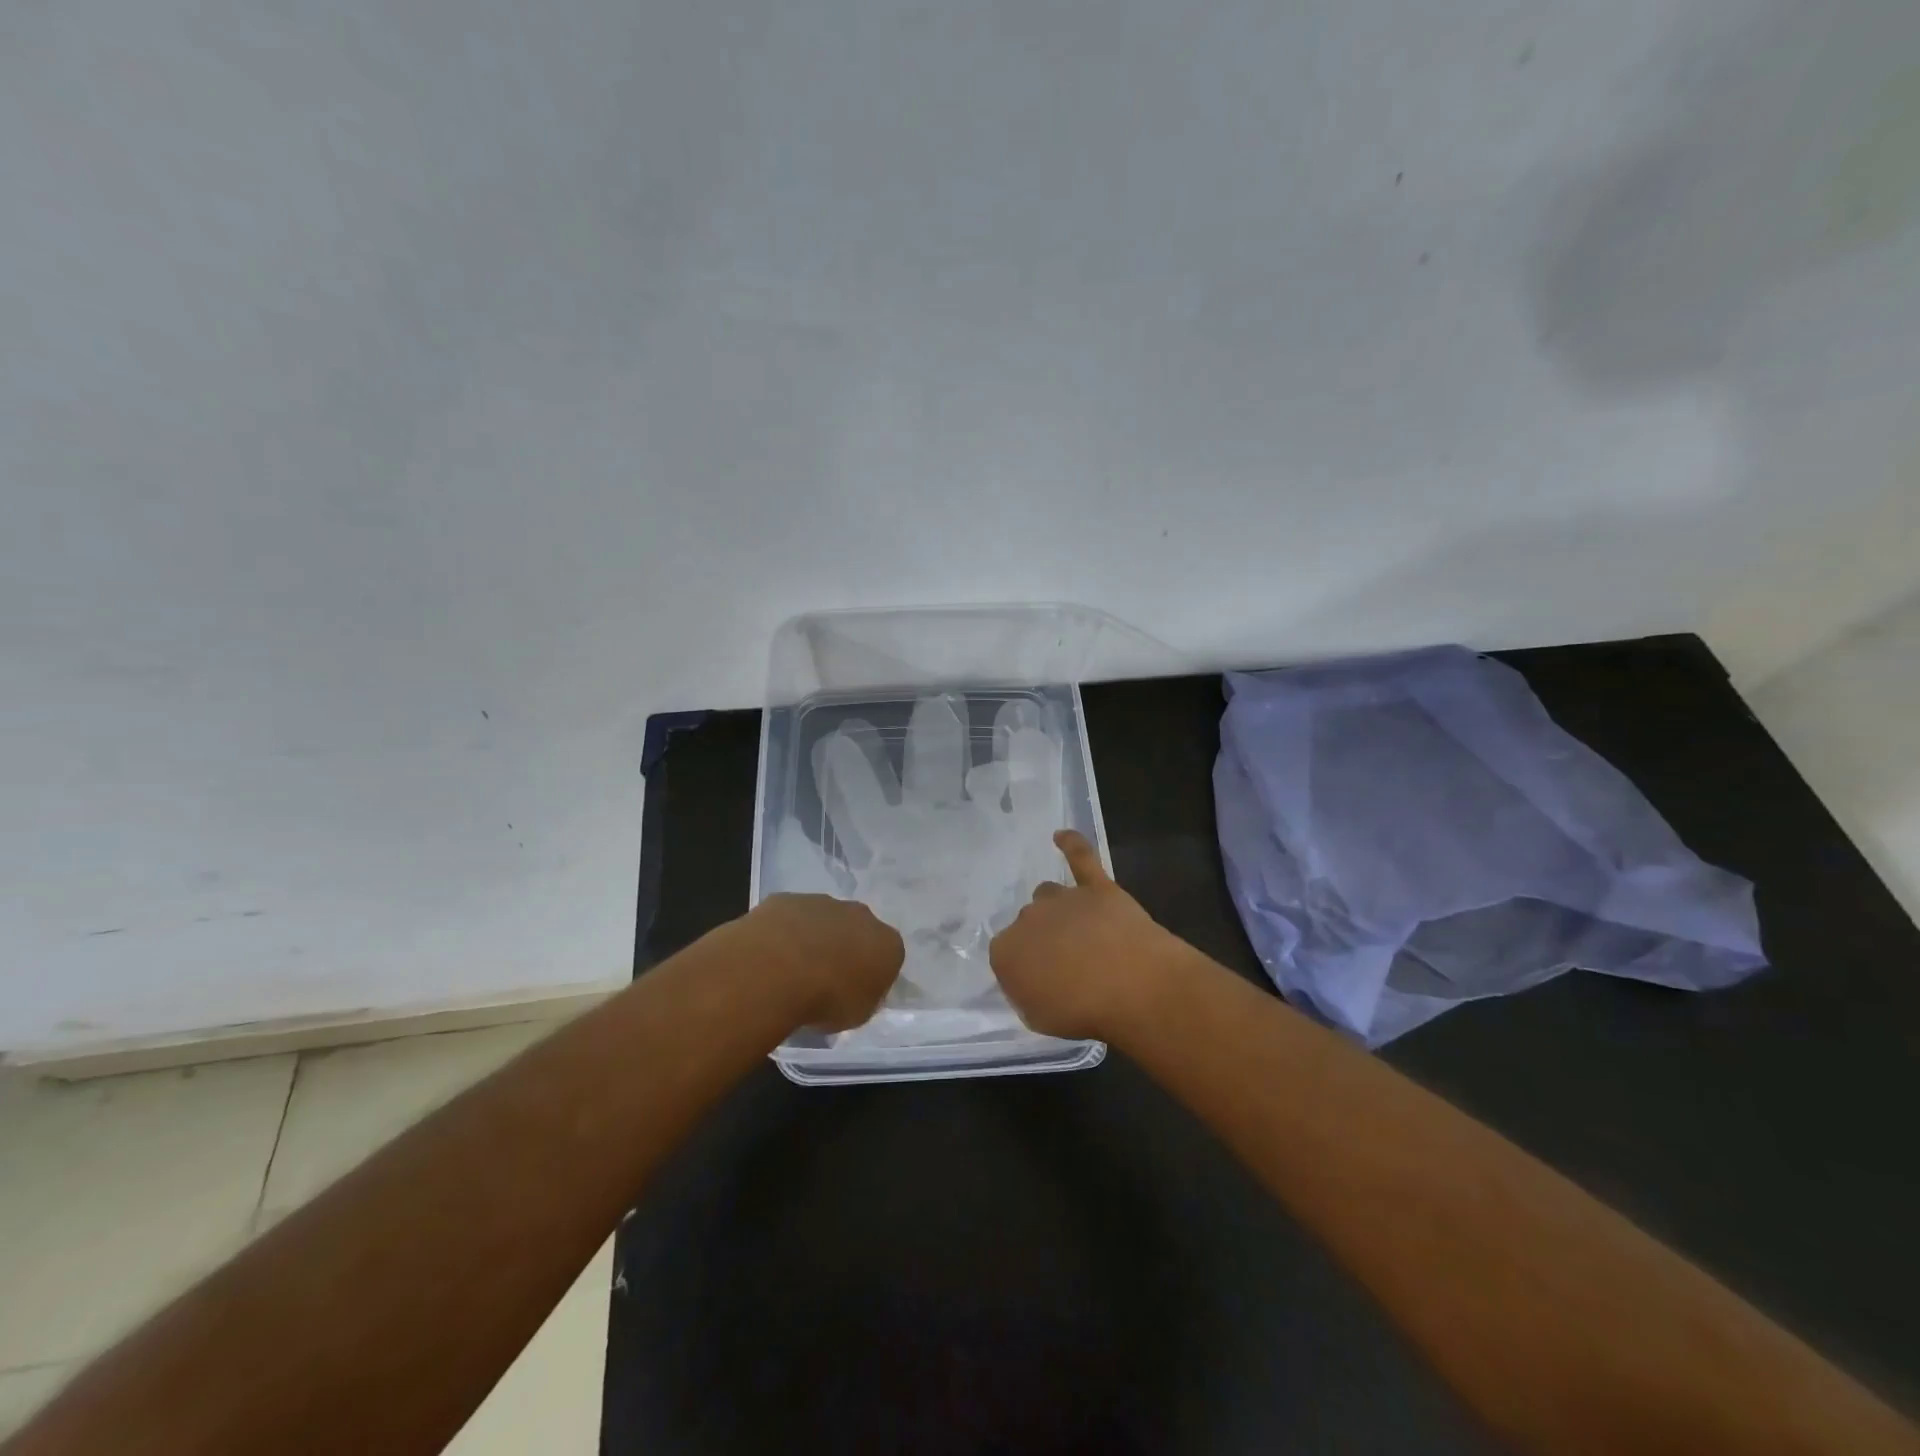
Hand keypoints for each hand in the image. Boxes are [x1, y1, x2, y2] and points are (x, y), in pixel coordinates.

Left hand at [738, 894, 903, 1031]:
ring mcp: (823, 902)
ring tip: (792, 970)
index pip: (888, 956)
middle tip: (824, 978)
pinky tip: (770, 955)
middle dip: (845, 948)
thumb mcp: (858, 1013)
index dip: (871, 974)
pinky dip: (784, 932)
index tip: (853, 992)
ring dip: (813, 938)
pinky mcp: (788, 899)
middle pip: (858, 930)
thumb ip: (863, 996)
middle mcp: (861, 915)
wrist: (779, 970)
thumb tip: (854, 990)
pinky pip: (790, 916)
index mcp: (887, 943)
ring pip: (823, 919)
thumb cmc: (827, 999)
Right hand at [989, 831, 1181, 1041]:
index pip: (1005, 954)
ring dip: (1058, 910)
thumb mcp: (1039, 1017)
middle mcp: (1027, 918)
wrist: (1130, 984)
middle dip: (1043, 940)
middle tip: (1067, 965)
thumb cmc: (1081, 1012)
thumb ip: (1027, 993)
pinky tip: (1062, 836)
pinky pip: (1081, 857)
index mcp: (1005, 951)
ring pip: (1049, 895)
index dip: (1025, 969)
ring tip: (1078, 932)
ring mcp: (1063, 898)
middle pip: (1029, 923)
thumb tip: (1032, 978)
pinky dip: (1072, 845)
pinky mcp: (1097, 887)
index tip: (1043, 984)